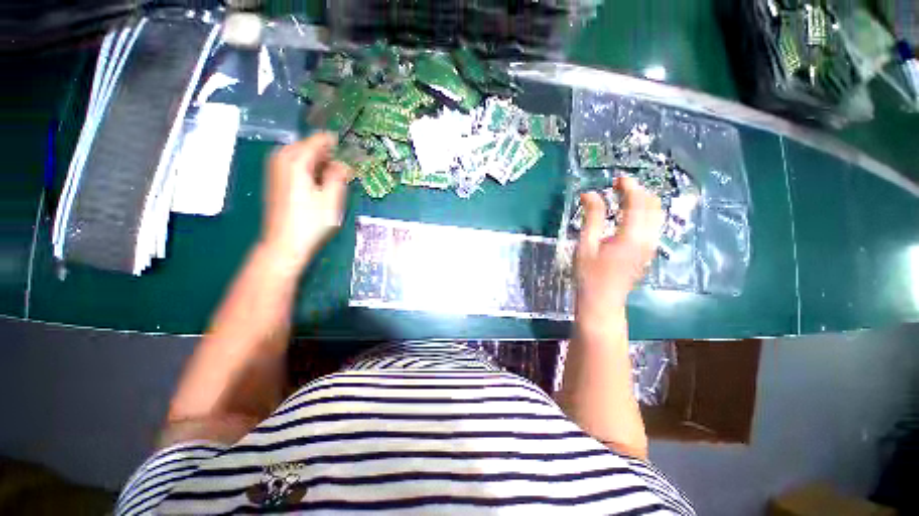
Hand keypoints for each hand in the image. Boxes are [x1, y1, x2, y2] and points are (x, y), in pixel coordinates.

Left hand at [260, 133, 350, 270]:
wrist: (284, 244)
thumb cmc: (312, 222)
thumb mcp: (332, 199)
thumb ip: (339, 176)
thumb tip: (342, 164)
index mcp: (297, 161)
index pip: (317, 140)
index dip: (335, 144)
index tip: (349, 150)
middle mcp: (282, 160)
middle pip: (307, 145)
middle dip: (325, 153)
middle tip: (342, 168)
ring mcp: (275, 170)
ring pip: (299, 155)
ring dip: (317, 162)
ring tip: (332, 176)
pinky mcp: (275, 181)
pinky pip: (293, 164)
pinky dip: (307, 168)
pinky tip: (317, 183)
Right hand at [575, 177, 663, 318]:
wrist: (602, 301)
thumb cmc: (589, 275)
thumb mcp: (586, 245)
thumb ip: (592, 217)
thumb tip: (590, 193)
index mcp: (631, 237)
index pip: (638, 203)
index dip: (630, 187)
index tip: (617, 179)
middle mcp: (647, 239)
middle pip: (653, 206)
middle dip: (639, 191)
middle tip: (620, 186)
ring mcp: (651, 246)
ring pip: (657, 215)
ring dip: (644, 201)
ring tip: (625, 196)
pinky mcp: (649, 252)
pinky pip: (655, 225)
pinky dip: (646, 213)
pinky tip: (631, 214)